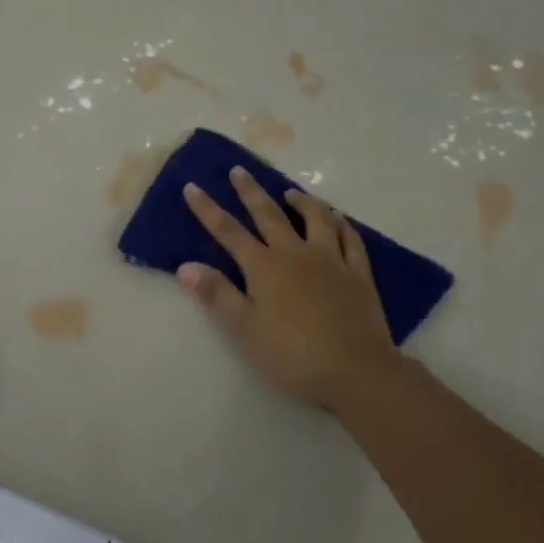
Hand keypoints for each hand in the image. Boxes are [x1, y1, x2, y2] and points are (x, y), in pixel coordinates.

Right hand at [178, 169, 399, 412]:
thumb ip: (217, 294)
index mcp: (264, 267)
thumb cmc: (293, 355)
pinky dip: (341, 224)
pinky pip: (350, 239)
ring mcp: (331, 260)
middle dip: (250, 192)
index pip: (228, 232)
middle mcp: (296, 253)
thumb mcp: (244, 329)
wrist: (356, 372)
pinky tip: (337, 219)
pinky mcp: (358, 274)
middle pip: (269, 215)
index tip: (192, 186)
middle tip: (239, 170)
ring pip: (316, 219)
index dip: (208, 209)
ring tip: (290, 192)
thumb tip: (185, 266)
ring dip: (301, 201)